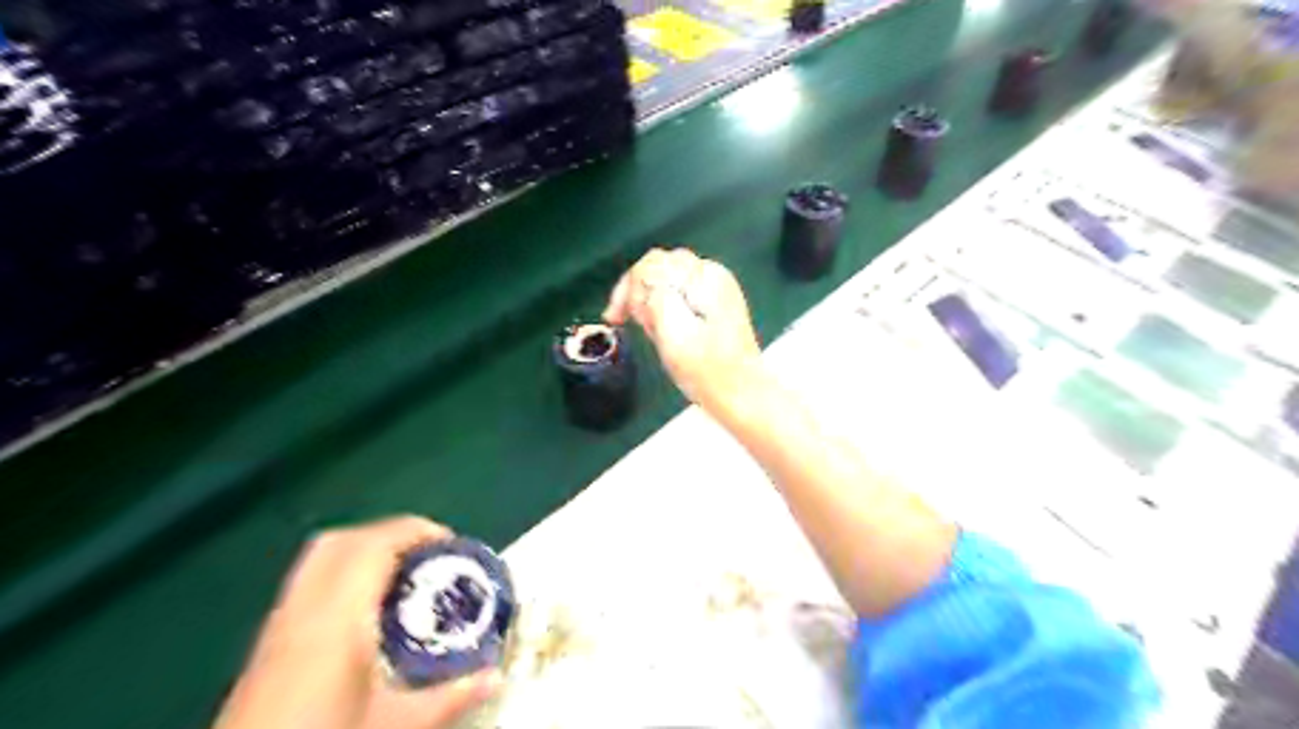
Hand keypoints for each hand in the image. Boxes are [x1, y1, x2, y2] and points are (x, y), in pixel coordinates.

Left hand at [214, 515, 496, 728]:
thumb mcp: (393, 727)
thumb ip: (448, 698)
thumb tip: (494, 675)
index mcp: (336, 620)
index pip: (373, 546)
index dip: (415, 531)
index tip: (450, 544)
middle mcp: (303, 611)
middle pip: (342, 541)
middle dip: (389, 535)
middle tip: (426, 556)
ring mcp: (279, 626)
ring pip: (319, 558)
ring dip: (363, 552)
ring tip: (401, 577)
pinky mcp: (267, 645)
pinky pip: (308, 583)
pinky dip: (342, 575)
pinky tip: (365, 613)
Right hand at [607, 248, 761, 410]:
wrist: (741, 395)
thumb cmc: (707, 370)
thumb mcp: (673, 331)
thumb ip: (656, 295)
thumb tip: (643, 278)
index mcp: (705, 277)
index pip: (652, 263)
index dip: (630, 288)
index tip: (618, 316)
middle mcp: (713, 276)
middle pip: (659, 268)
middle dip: (638, 295)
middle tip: (628, 323)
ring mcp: (716, 290)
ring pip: (666, 283)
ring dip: (650, 304)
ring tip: (650, 333)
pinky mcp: (715, 306)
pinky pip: (678, 297)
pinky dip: (664, 311)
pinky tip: (662, 333)